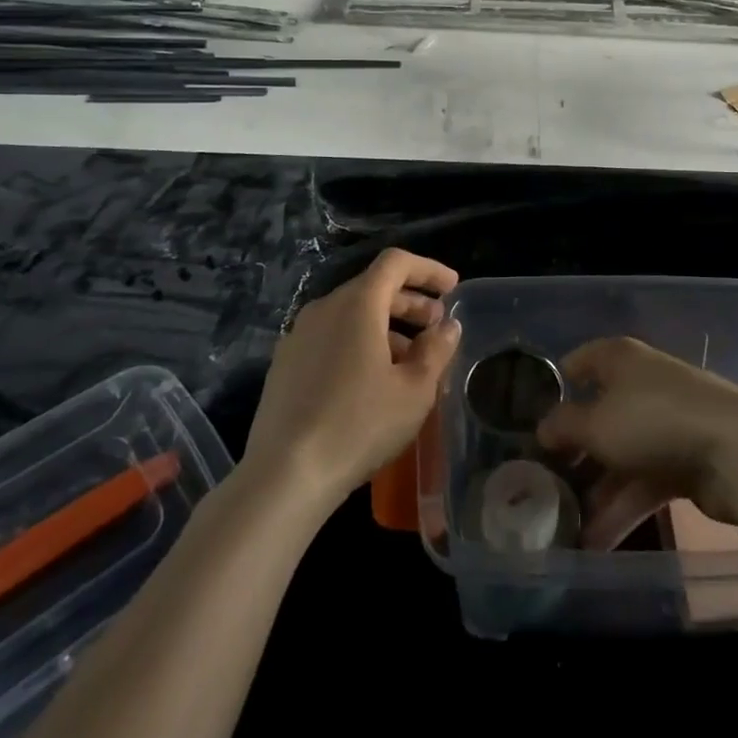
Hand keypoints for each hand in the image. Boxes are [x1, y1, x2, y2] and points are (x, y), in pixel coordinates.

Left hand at [244, 248, 461, 510]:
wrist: (284, 475)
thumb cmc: (359, 424)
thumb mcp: (414, 390)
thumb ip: (436, 350)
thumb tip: (448, 326)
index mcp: (357, 304)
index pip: (395, 263)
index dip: (428, 270)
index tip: (452, 288)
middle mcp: (324, 308)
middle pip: (373, 288)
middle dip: (410, 302)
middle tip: (437, 327)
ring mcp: (298, 336)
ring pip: (351, 316)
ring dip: (386, 327)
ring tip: (410, 361)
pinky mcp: (284, 365)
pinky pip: (331, 338)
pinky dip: (359, 344)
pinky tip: (373, 381)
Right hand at [536, 337, 737, 547]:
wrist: (736, 451)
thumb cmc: (653, 419)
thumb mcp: (596, 423)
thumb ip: (564, 426)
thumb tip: (541, 428)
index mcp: (620, 360)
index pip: (581, 362)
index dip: (558, 385)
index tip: (531, 416)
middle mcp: (641, 384)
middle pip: (599, 415)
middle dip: (574, 451)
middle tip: (544, 482)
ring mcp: (665, 424)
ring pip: (620, 456)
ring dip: (596, 492)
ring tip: (565, 528)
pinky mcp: (684, 461)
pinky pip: (643, 482)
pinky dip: (622, 508)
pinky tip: (596, 541)